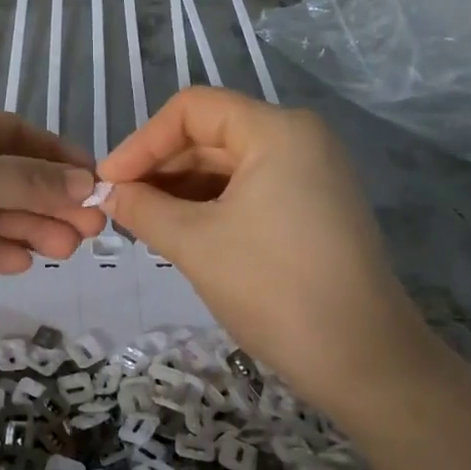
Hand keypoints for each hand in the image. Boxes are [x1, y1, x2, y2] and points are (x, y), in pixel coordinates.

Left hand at [0, 98, 104, 330]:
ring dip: (30, 227)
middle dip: (49, 198)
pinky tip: (23, 262)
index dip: (56, 155)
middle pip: (7, 175)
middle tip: (92, 227)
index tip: (96, 180)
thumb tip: (87, 183)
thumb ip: (25, 180)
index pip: (12, 132)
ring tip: (67, 249)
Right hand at [96, 88, 437, 403]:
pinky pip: (250, 190)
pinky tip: (180, 233)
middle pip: (210, 135)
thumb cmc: (273, 288)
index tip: (108, 183)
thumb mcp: (194, 243)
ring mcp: (312, 174)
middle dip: (160, 168)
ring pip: (228, 166)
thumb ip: (142, 208)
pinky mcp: (314, 208)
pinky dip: (210, 206)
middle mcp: (299, 139)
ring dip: (181, 190)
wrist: (363, 360)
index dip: (142, 142)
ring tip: (142, 223)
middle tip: (119, 207)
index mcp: (277, 130)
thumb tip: (107, 193)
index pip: (192, 109)